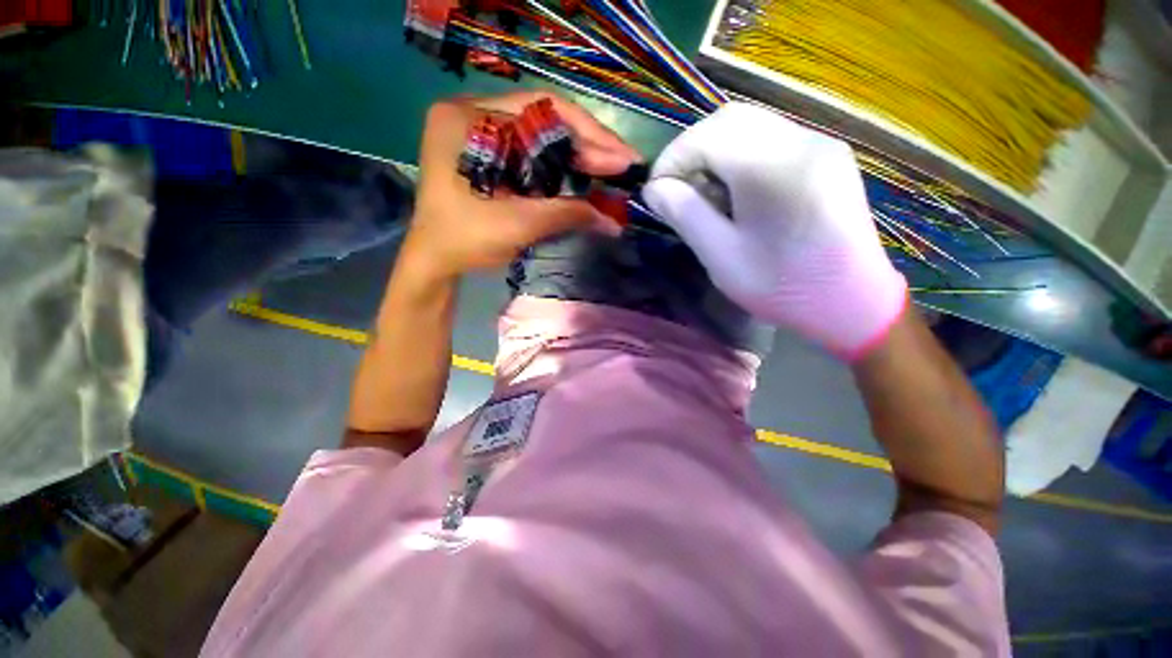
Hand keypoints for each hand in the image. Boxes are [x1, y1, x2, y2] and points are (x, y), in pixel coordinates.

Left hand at [405, 92, 640, 280]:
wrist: (434, 262)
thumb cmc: (464, 240)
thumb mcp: (517, 224)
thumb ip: (567, 214)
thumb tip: (614, 221)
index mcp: (468, 117)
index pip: (541, 109)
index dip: (588, 134)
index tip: (622, 158)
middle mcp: (474, 114)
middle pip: (543, 121)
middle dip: (587, 146)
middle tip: (623, 166)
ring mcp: (481, 134)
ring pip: (541, 138)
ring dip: (577, 157)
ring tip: (611, 171)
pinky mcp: (490, 156)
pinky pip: (532, 155)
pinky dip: (560, 169)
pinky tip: (583, 177)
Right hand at [643, 102, 906, 359]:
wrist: (851, 301)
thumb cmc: (782, 287)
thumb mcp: (722, 257)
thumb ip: (685, 216)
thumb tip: (654, 188)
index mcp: (775, 169)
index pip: (707, 135)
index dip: (672, 159)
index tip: (656, 193)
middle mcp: (802, 141)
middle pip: (729, 120)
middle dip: (692, 151)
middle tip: (678, 190)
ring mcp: (819, 144)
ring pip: (750, 125)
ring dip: (715, 153)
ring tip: (705, 195)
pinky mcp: (825, 155)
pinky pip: (771, 139)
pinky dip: (740, 157)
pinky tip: (736, 193)